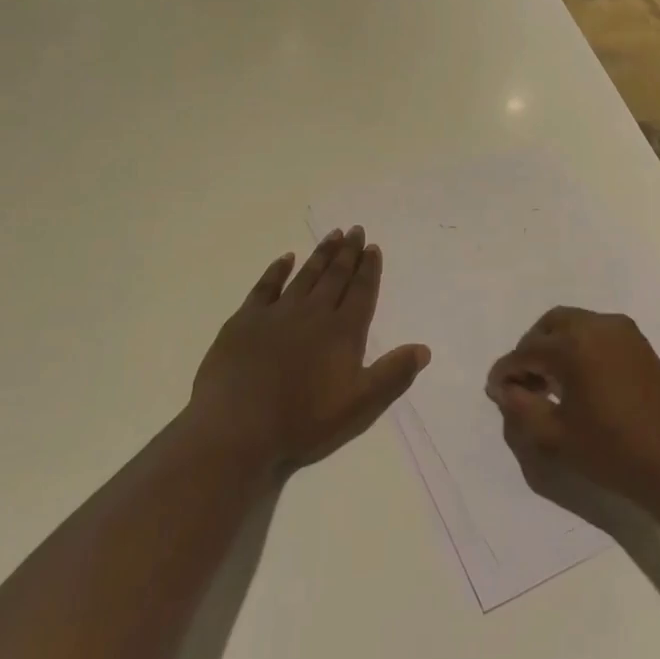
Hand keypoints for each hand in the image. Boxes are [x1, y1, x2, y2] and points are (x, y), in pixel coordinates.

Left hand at [183, 226, 429, 481]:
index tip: (373, 247)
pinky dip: (277, 270)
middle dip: (348, 253)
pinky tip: (286, 258)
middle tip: (355, 229)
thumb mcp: (359, 406)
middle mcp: (314, 313)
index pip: (361, 292)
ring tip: (332, 235)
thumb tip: (423, 349)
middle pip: (335, 276)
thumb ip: (393, 375)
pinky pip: (266, 286)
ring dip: (321, 254)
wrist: (236, 429)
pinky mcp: (245, 321)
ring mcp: (277, 314)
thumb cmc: (302, 422)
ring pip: (306, 275)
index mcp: (343, 332)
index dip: (369, 269)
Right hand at [486, 307, 659, 513]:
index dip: (506, 372)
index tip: (494, 391)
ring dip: (556, 346)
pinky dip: (580, 347)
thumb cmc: (614, 452)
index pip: (526, 352)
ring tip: (549, 384)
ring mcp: (623, 331)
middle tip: (522, 382)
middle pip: (550, 326)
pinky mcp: (640, 343)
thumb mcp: (556, 437)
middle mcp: (598, 325)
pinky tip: (578, 381)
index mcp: (574, 344)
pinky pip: (598, 333)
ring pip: (575, 325)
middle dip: (531, 350)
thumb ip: (521, 408)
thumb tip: (505, 389)